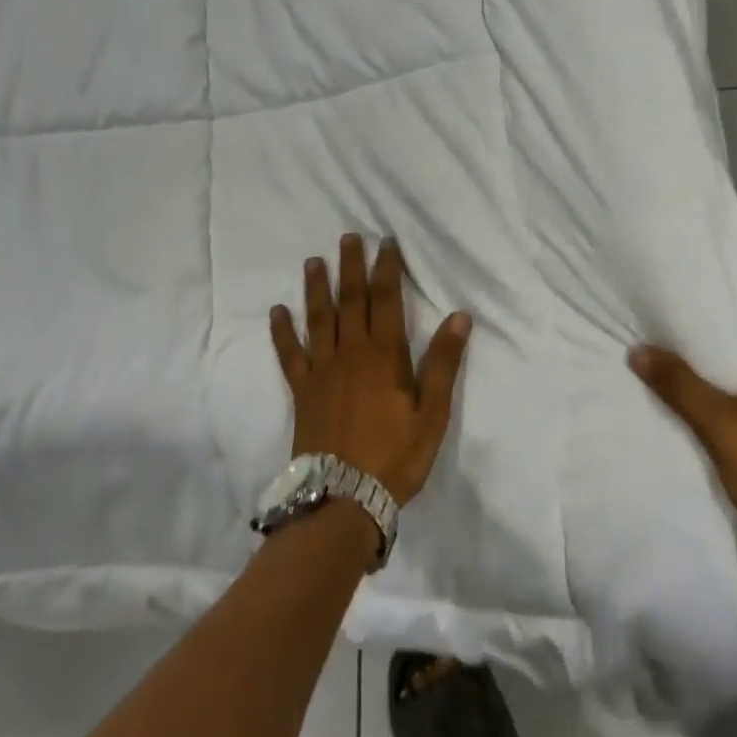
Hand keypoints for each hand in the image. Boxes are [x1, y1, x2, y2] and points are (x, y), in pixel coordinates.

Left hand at [270, 235, 472, 505]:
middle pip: (350, 300)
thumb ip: (444, 363)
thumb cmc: (395, 456)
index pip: (386, 299)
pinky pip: (290, 354)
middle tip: (348, 237)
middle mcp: (351, 353)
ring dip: (317, 288)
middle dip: (351, 266)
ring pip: (319, 318)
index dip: (387, 268)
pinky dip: (282, 331)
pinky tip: (277, 311)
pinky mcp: (302, 391)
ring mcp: (322, 370)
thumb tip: (459, 315)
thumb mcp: (433, 413)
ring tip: (314, 261)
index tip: (386, 242)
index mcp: (385, 355)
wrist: (343, 499)